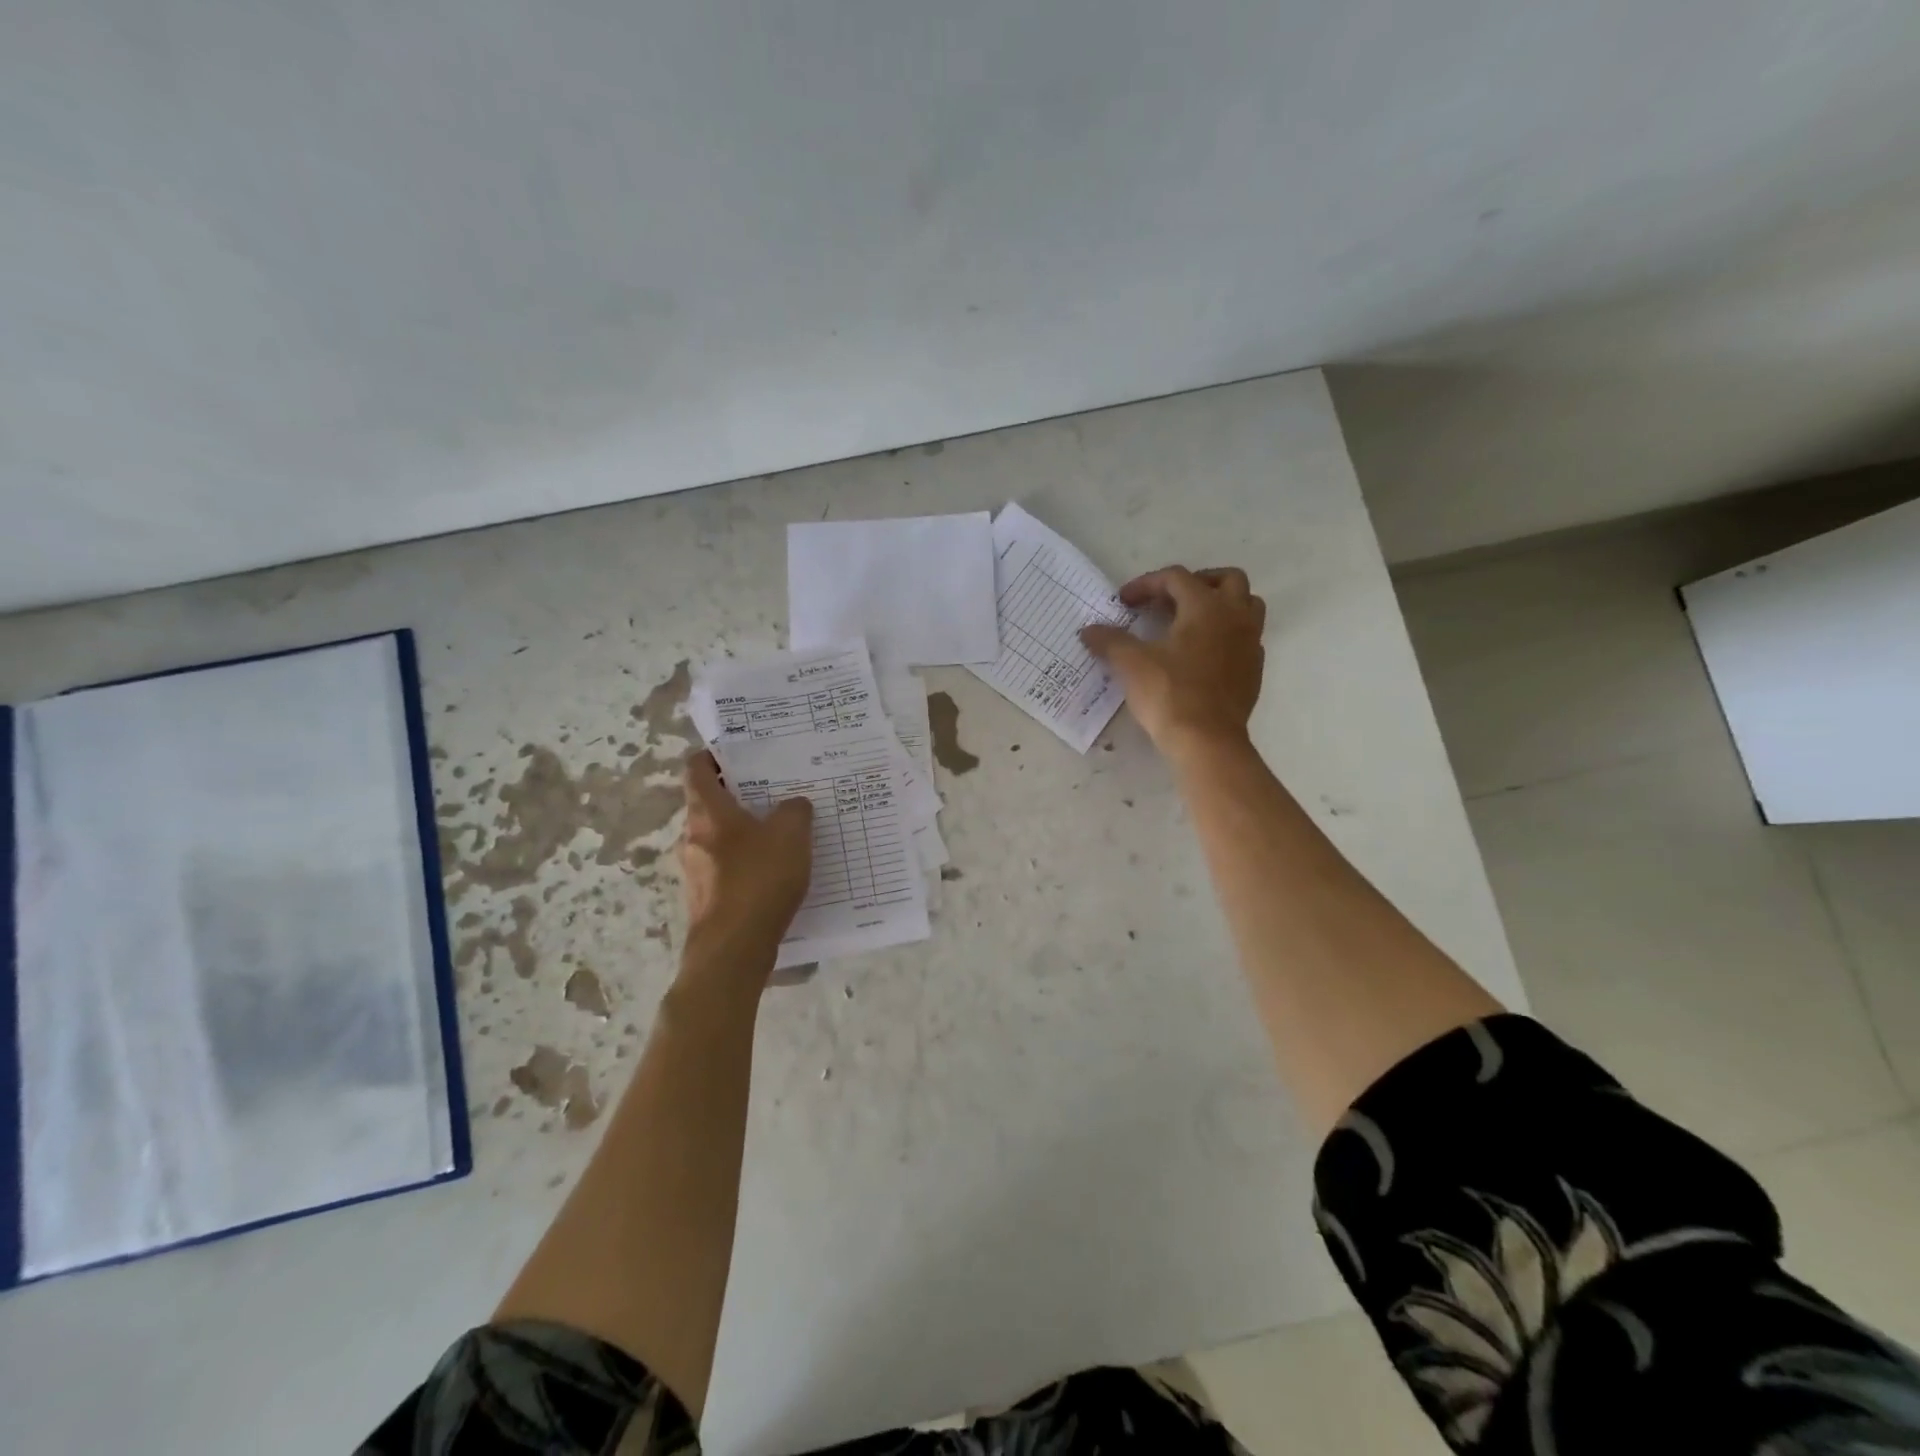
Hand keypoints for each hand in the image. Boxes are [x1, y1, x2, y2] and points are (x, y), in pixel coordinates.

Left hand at [678, 752, 813, 953]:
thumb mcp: (791, 835)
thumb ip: (795, 811)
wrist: (734, 949)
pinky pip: (724, 870)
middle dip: (736, 798)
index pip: (696, 769)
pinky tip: (772, 874)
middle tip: (771, 793)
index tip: (737, 754)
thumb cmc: (759, 879)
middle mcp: (692, 837)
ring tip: (778, 835)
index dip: (713, 756)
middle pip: (708, 806)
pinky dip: (743, 865)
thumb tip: (794, 805)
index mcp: (707, 812)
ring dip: (741, 834)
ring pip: (716, 840)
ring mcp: (694, 871)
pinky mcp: (704, 900)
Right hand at [1081, 566, 1265, 760]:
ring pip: (1246, 605)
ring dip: (1220, 604)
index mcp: (1206, 607)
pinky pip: (1247, 637)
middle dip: (1196, 582)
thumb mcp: (1131, 664)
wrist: (1207, 740)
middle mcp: (1235, 617)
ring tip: (1192, 621)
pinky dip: (1227, 634)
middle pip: (1226, 579)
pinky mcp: (1254, 669)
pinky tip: (1204, 653)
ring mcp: (1250, 643)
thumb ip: (1109, 641)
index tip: (1124, 602)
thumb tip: (1088, 631)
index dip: (1147, 584)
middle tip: (1169, 600)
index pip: (1176, 578)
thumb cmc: (1169, 694)